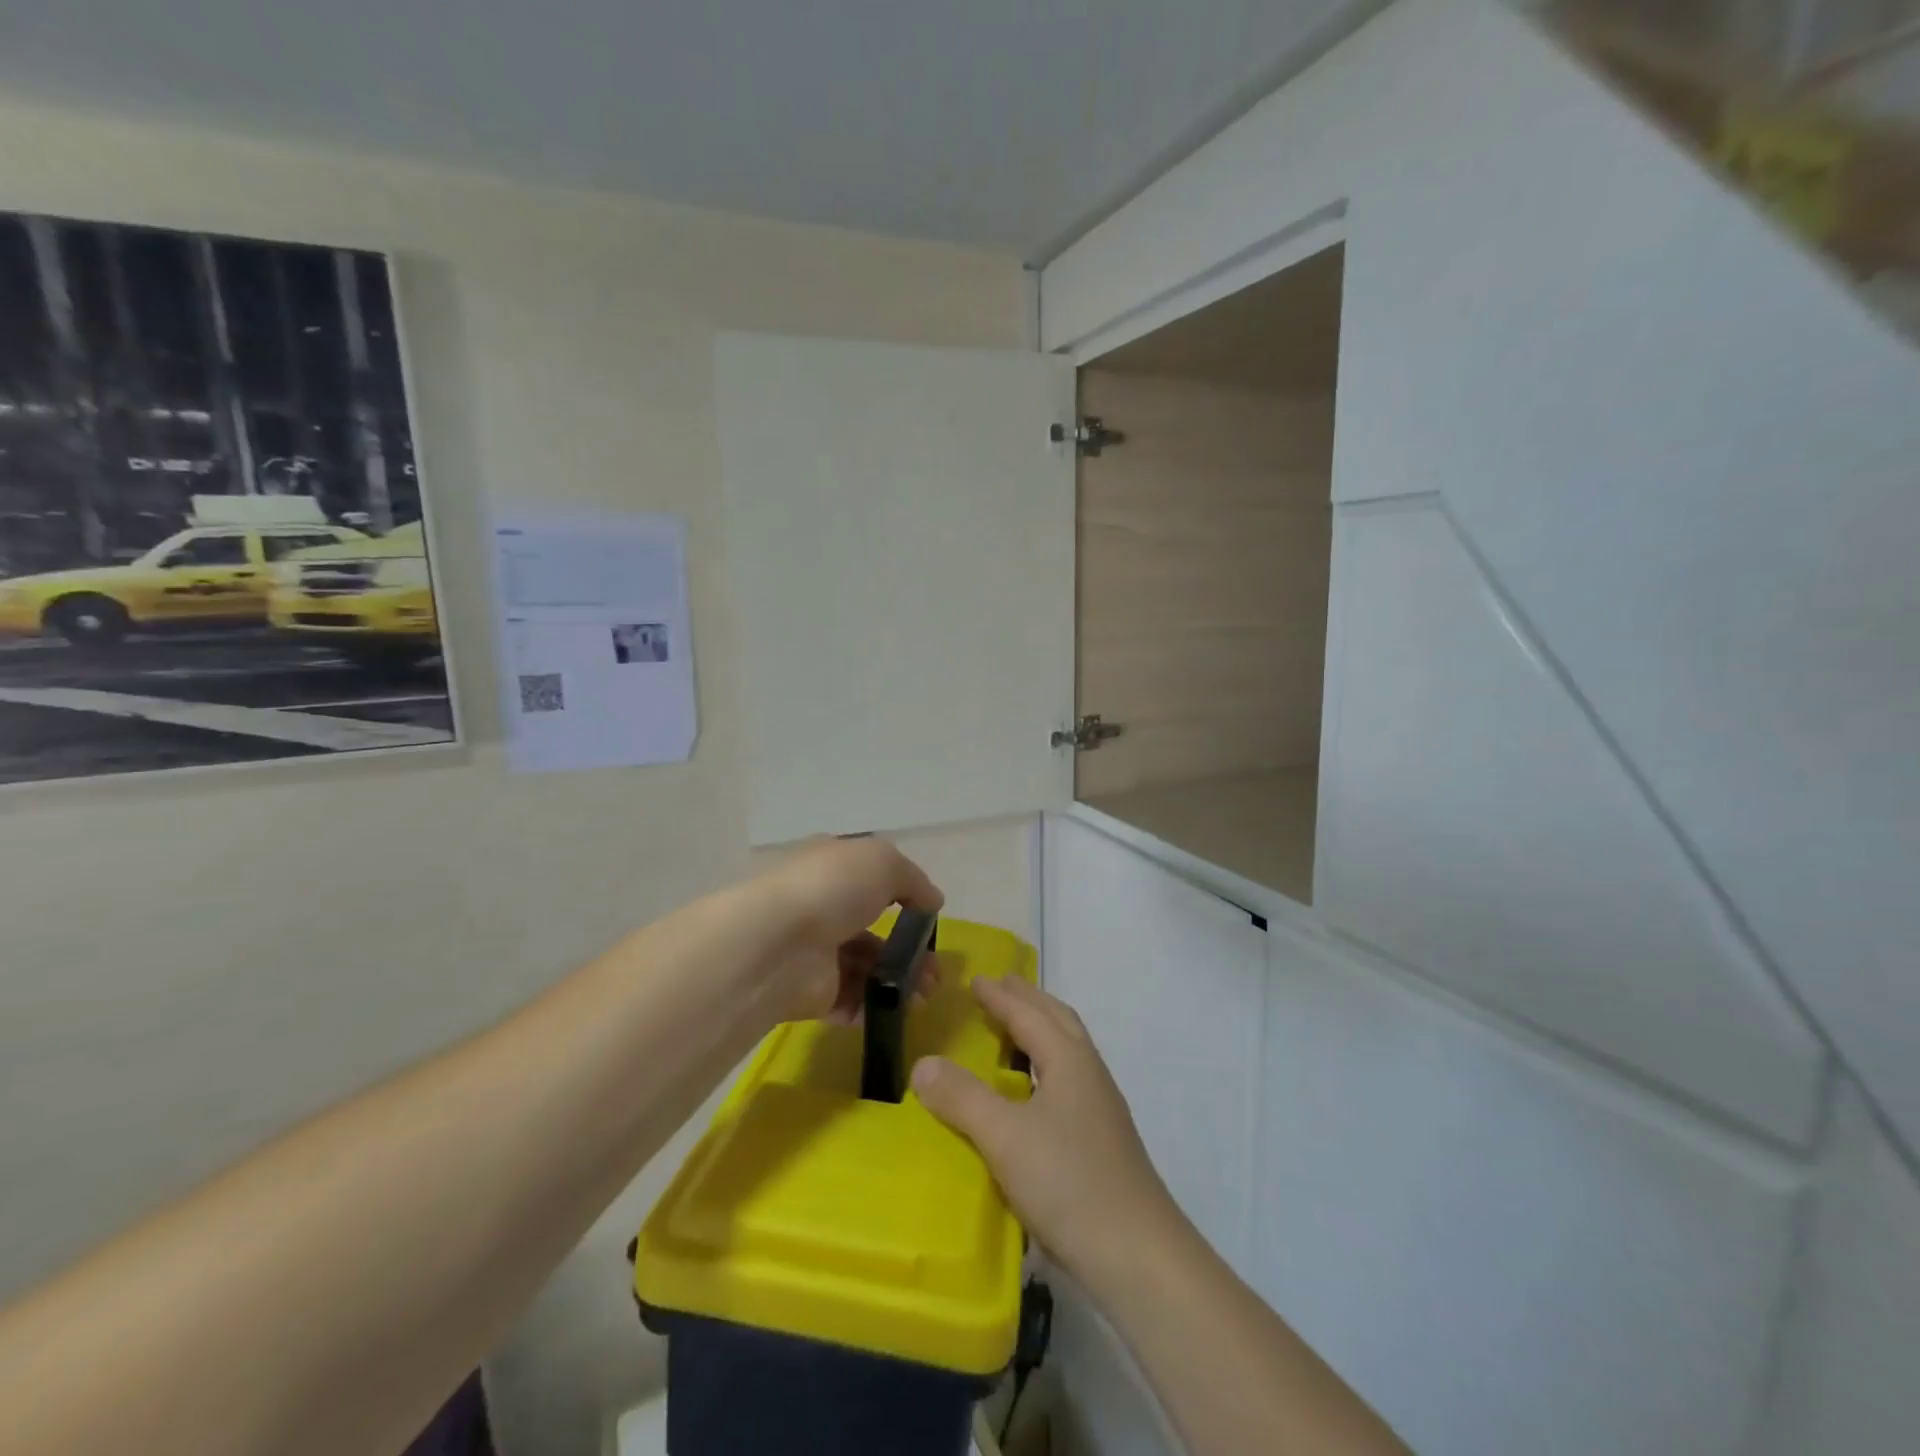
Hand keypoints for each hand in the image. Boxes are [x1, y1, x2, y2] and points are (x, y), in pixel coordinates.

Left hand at [750, 837, 944, 1023]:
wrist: (778, 944)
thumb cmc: (832, 888)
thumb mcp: (884, 863)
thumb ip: (914, 880)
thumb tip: (933, 901)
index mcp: (831, 867)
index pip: (868, 877)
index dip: (901, 893)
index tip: (927, 915)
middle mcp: (821, 906)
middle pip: (872, 928)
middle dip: (909, 949)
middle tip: (936, 969)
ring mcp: (815, 952)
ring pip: (867, 968)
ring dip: (901, 981)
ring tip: (927, 994)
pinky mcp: (813, 993)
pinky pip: (852, 1001)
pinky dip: (878, 1007)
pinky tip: (902, 1009)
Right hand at [912, 975, 1185, 1292]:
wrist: (1137, 1254)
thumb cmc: (1069, 1182)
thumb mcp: (1005, 1136)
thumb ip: (962, 1097)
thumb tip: (922, 1063)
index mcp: (1069, 1059)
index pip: (1029, 1014)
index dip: (1001, 996)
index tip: (976, 980)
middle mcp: (1089, 1073)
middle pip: (1058, 1020)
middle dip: (1028, 1000)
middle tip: (1001, 986)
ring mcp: (1101, 1106)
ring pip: (1068, 1048)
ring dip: (1041, 1029)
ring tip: (1014, 1030)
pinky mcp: (1103, 1138)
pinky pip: (1069, 1077)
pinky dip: (1047, 1063)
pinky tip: (1034, 1092)